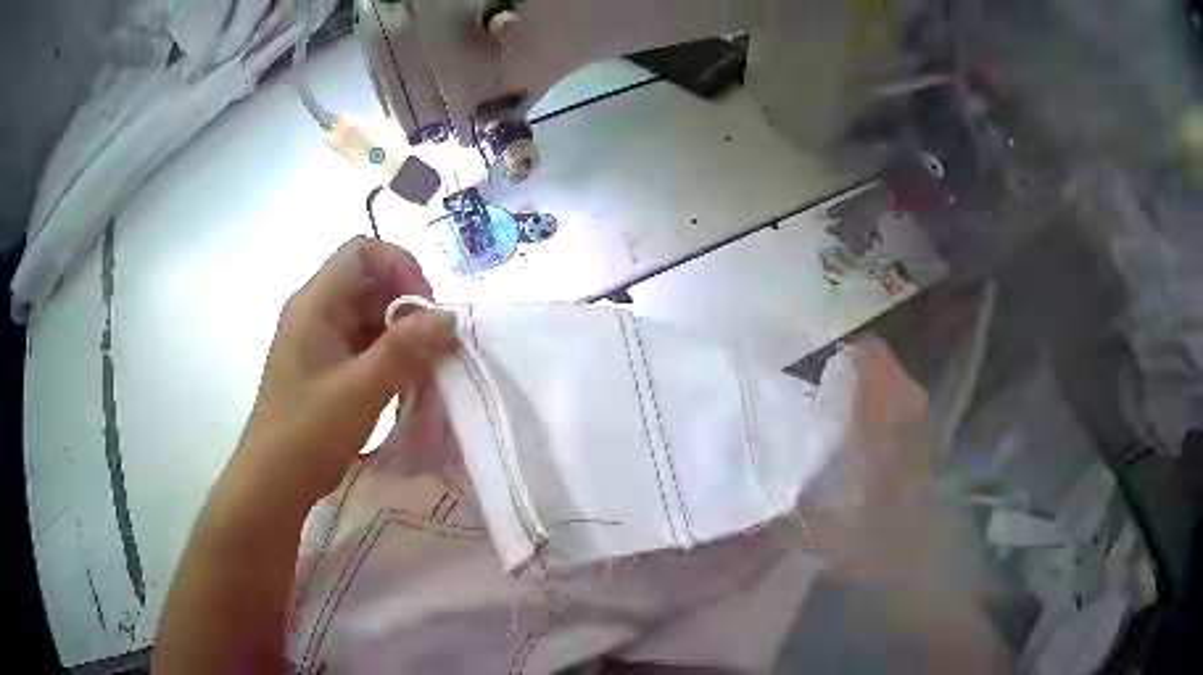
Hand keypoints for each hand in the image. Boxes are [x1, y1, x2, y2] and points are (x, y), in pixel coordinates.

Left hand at [234, 237, 456, 509]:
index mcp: (316, 303)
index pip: (363, 252)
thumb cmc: (310, 430)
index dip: (400, 266)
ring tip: (424, 367)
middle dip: (406, 305)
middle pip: (369, 283)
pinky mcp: (325, 366)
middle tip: (433, 345)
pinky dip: (388, 355)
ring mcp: (319, 340)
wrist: (274, 480)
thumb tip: (448, 317)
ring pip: (369, 315)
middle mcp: (315, 311)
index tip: (425, 308)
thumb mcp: (362, 389)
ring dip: (401, 334)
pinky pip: (362, 344)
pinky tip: (406, 382)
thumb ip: (406, 349)